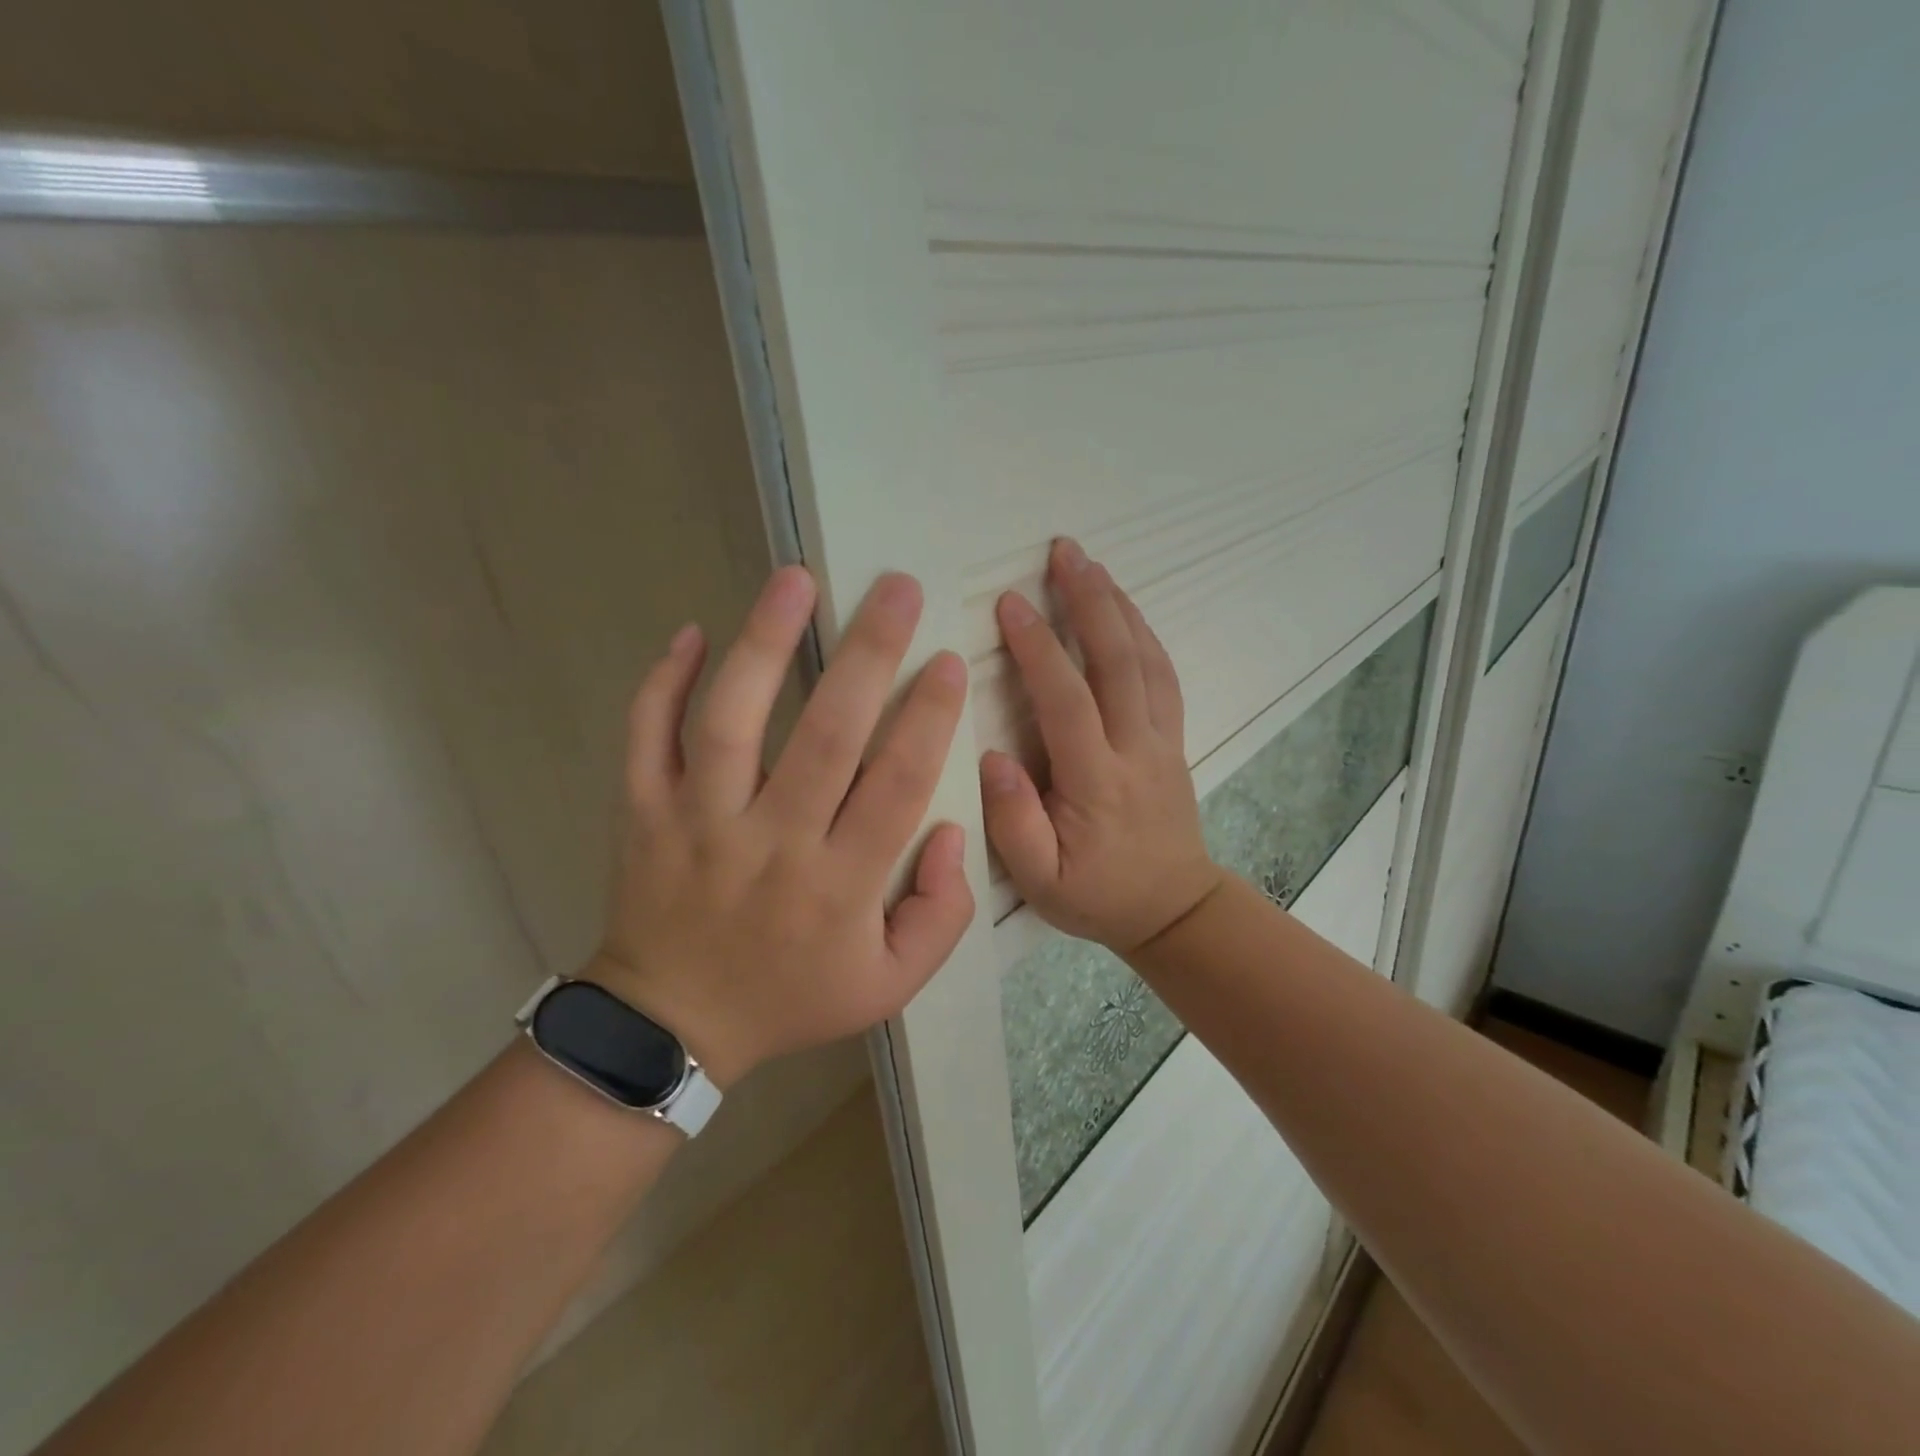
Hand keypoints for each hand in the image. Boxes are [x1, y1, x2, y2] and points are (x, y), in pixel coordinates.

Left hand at [585, 566, 974, 1089]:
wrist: (673, 1028)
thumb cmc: (792, 998)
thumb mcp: (889, 984)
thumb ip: (941, 914)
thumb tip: (951, 829)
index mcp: (840, 884)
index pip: (896, 784)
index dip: (929, 717)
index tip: (947, 660)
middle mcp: (772, 843)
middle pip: (826, 735)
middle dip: (869, 654)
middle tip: (896, 588)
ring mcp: (699, 823)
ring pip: (731, 721)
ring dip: (764, 643)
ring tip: (795, 579)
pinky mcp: (644, 813)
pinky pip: (646, 739)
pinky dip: (663, 683)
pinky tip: (692, 632)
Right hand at [980, 539, 1226, 954]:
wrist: (1174, 909)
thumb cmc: (1097, 895)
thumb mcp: (1040, 880)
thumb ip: (1013, 822)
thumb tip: (992, 755)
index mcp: (1096, 781)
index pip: (1066, 701)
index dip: (1038, 647)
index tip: (1011, 601)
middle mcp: (1135, 749)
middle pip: (1117, 662)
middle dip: (1089, 601)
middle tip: (1063, 551)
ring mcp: (1162, 741)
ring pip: (1146, 661)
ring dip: (1119, 607)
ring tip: (1092, 565)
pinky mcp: (1173, 740)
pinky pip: (1163, 677)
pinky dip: (1144, 635)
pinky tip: (1125, 610)